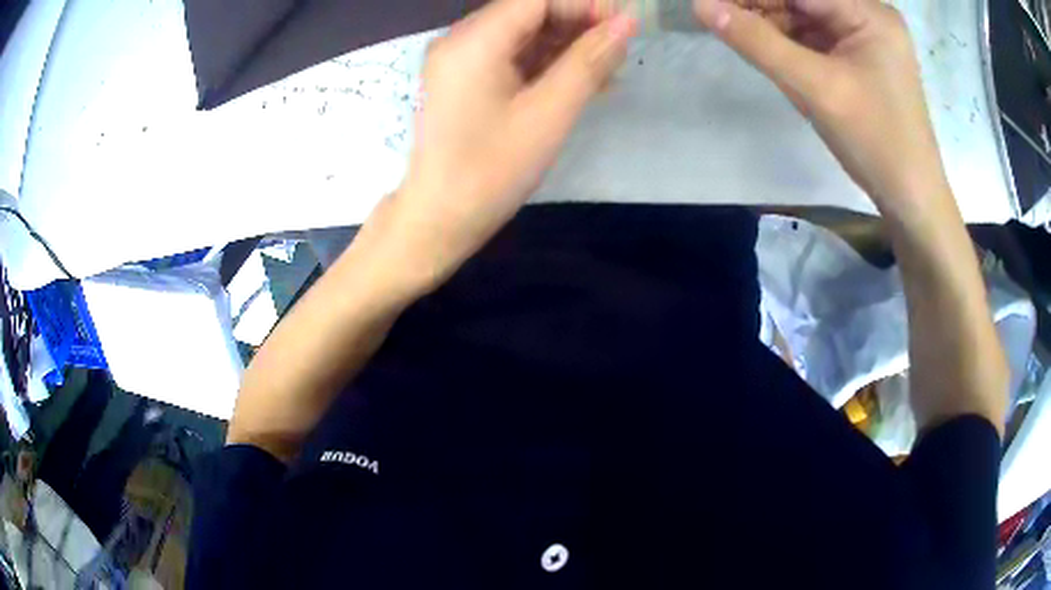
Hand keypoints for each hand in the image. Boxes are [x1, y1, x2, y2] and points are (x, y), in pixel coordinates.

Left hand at [381, 0, 636, 291]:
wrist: (438, 219)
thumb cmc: (492, 172)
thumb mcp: (549, 114)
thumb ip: (589, 61)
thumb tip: (626, 23)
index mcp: (474, 41)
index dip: (584, 5)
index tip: (623, 26)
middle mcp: (460, 39)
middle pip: (528, 11)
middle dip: (578, 24)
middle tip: (619, 51)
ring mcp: (459, 60)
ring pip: (522, 33)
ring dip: (566, 46)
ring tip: (608, 70)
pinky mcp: (464, 79)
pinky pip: (510, 56)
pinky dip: (545, 64)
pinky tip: (580, 80)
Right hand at [693, 0, 950, 218]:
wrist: (910, 197)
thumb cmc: (875, 142)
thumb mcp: (815, 88)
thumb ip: (758, 42)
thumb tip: (701, 5)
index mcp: (869, 13)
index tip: (709, 2)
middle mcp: (868, 14)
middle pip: (803, 0)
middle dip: (760, 7)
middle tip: (717, 17)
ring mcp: (865, 35)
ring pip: (805, 15)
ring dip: (770, 24)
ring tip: (735, 33)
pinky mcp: (859, 56)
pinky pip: (815, 37)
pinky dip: (788, 42)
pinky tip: (765, 47)